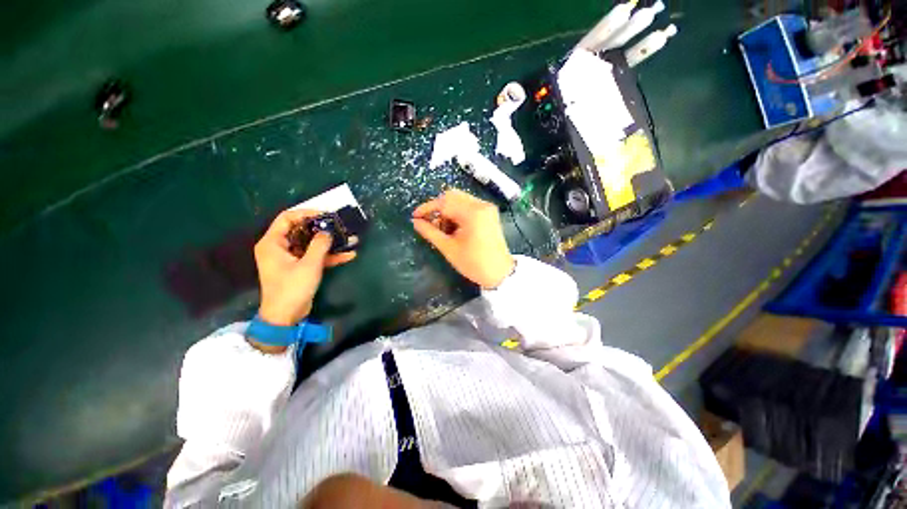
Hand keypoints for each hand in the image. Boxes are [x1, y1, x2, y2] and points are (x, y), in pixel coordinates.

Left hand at [254, 209, 355, 328]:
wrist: (286, 316)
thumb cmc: (292, 288)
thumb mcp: (309, 265)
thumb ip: (320, 245)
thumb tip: (328, 231)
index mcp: (273, 243)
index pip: (287, 218)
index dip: (307, 213)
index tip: (326, 215)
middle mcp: (279, 247)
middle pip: (301, 230)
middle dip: (322, 228)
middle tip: (339, 226)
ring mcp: (290, 258)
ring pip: (310, 243)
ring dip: (329, 243)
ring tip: (349, 240)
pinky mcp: (299, 267)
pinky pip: (314, 256)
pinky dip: (329, 256)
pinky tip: (348, 255)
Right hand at [412, 189, 514, 288]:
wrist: (499, 273)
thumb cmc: (473, 263)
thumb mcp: (448, 248)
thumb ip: (430, 232)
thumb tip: (415, 222)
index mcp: (472, 212)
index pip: (444, 201)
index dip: (427, 208)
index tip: (415, 216)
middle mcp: (481, 204)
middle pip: (452, 196)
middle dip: (438, 208)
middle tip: (429, 223)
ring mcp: (487, 208)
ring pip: (460, 200)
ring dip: (448, 210)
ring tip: (443, 229)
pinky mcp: (489, 213)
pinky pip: (468, 205)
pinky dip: (457, 213)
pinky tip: (454, 228)